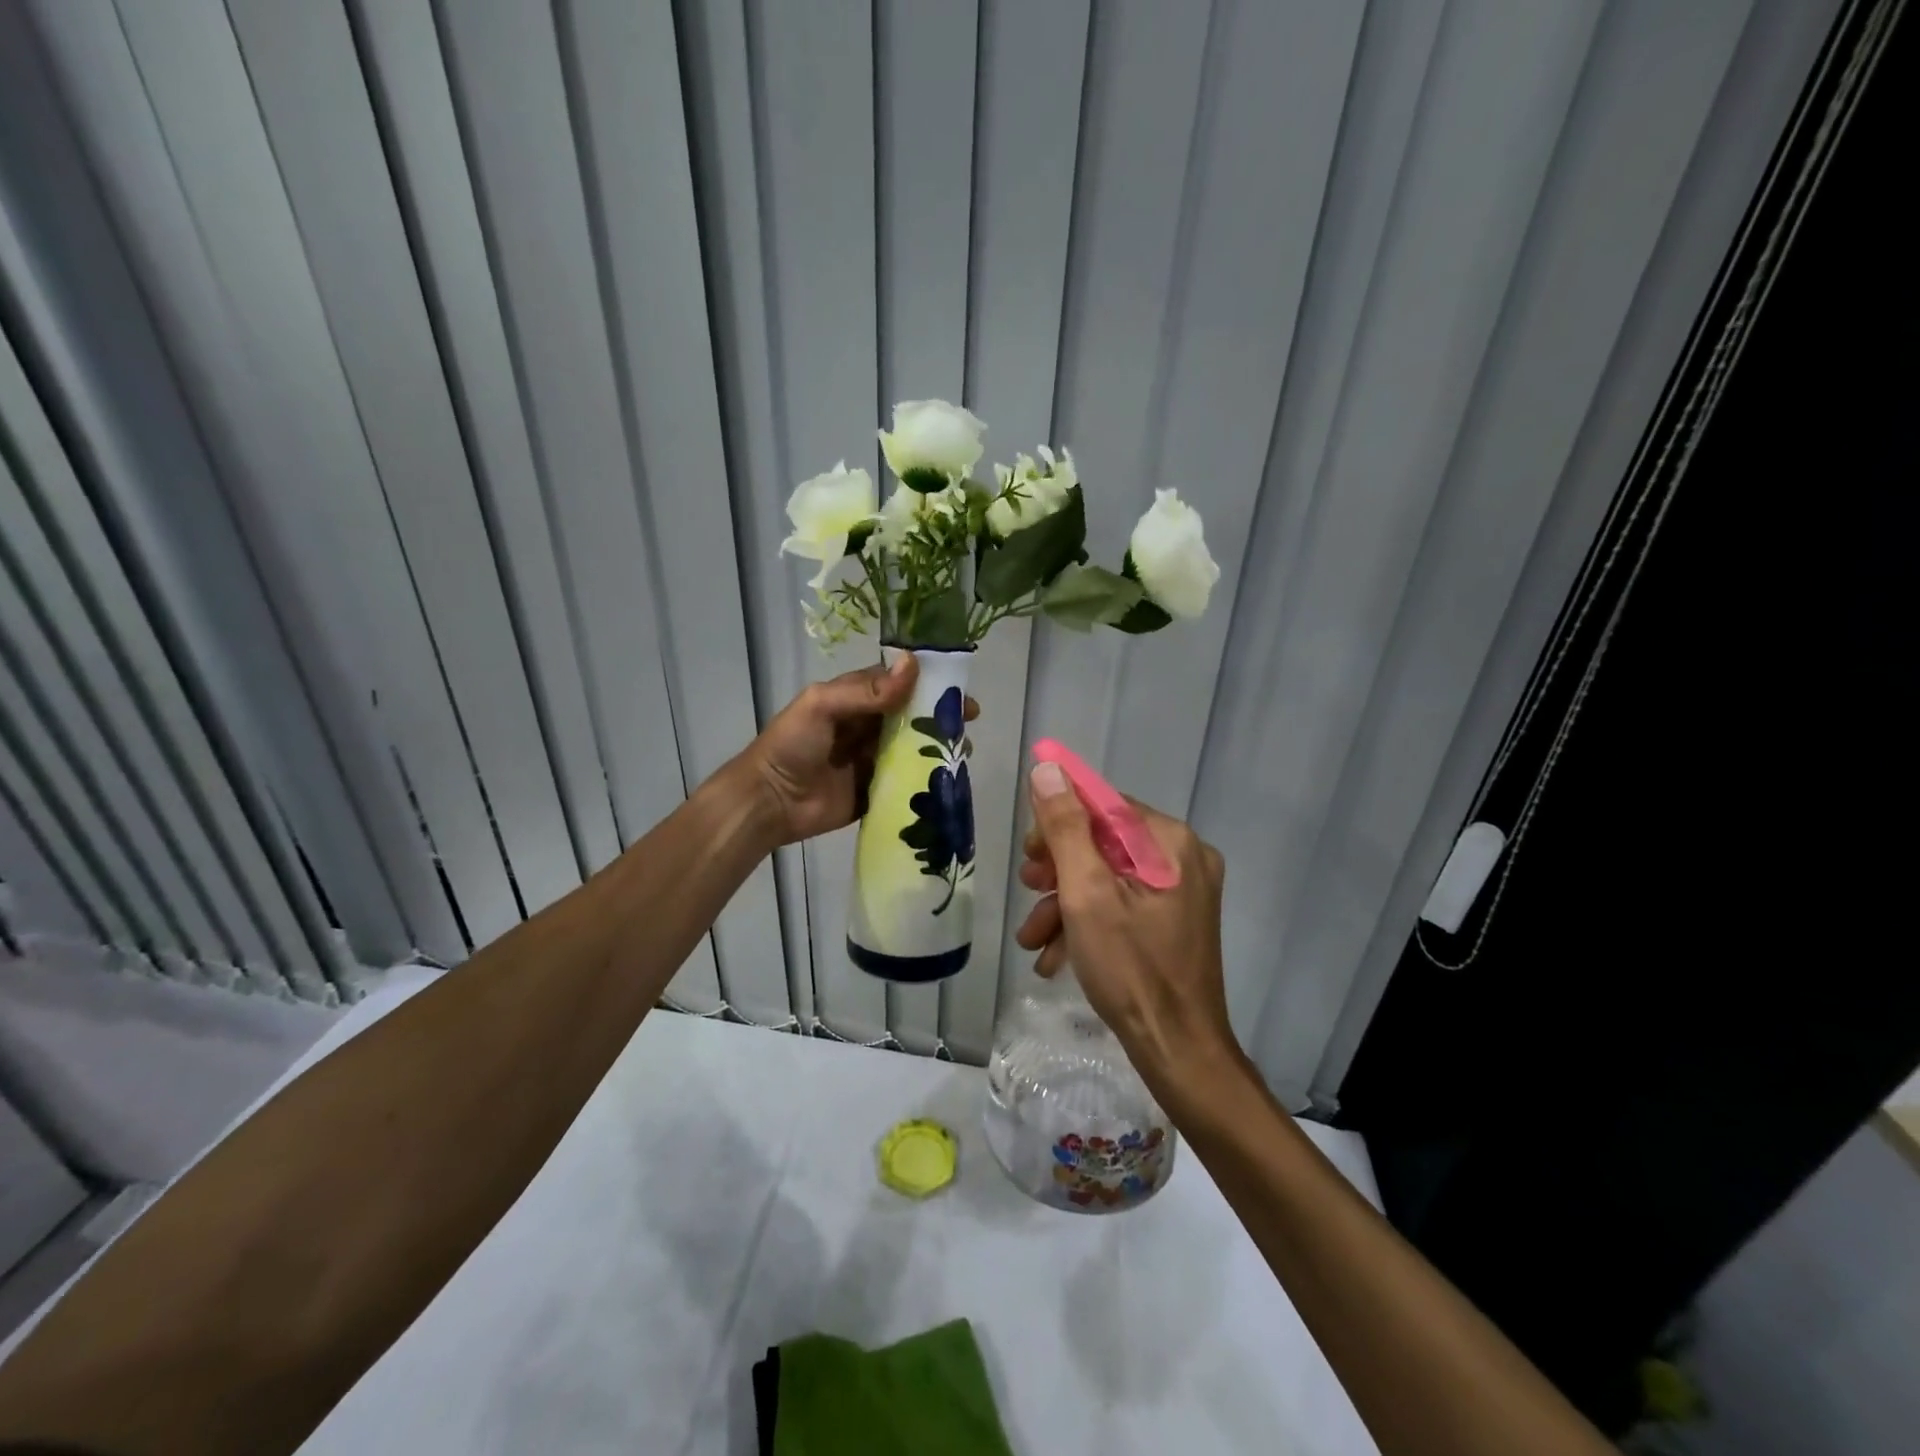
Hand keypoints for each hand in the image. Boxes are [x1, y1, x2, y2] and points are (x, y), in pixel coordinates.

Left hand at [740, 656, 977, 846]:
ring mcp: (873, 760)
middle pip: (911, 716)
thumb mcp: (823, 706)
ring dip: (938, 746)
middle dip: (940, 716)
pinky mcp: (877, 790)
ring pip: (913, 747)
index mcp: (855, 699)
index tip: (957, 689)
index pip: (897, 684)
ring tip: (962, 750)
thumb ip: (867, 690)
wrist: (770, 801)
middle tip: (969, 721)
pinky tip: (949, 777)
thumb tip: (913, 665)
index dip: (927, 683)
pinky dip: (927, 778)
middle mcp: (867, 726)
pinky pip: (907, 780)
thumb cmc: (792, 745)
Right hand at [1014, 761, 1239, 1089]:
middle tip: (1028, 888)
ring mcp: (1181, 892)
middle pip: (1104, 840)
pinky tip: (1053, 956)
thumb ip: (1066, 828)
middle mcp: (1183, 858)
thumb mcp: (1087, 893)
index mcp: (1169, 842)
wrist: (1178, 1052)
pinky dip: (1087, 922)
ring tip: (1031, 937)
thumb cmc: (1131, 969)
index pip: (1104, 804)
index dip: (1059, 818)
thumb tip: (1047, 769)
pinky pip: (1122, 904)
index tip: (1028, 849)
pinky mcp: (1173, 921)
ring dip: (1064, 902)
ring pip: (1107, 876)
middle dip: (1058, 867)